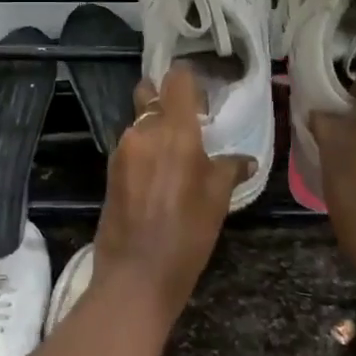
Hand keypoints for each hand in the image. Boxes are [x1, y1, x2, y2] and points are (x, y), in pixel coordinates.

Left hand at [94, 64, 246, 321]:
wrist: (136, 275)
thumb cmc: (187, 235)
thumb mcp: (217, 200)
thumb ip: (229, 168)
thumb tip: (244, 159)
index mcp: (175, 130)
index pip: (177, 79)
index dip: (188, 79)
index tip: (201, 92)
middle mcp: (144, 130)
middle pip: (150, 94)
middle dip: (165, 99)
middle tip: (187, 120)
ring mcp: (122, 149)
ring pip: (140, 122)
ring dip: (155, 129)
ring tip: (175, 157)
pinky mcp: (111, 169)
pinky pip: (131, 146)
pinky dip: (144, 151)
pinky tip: (158, 176)